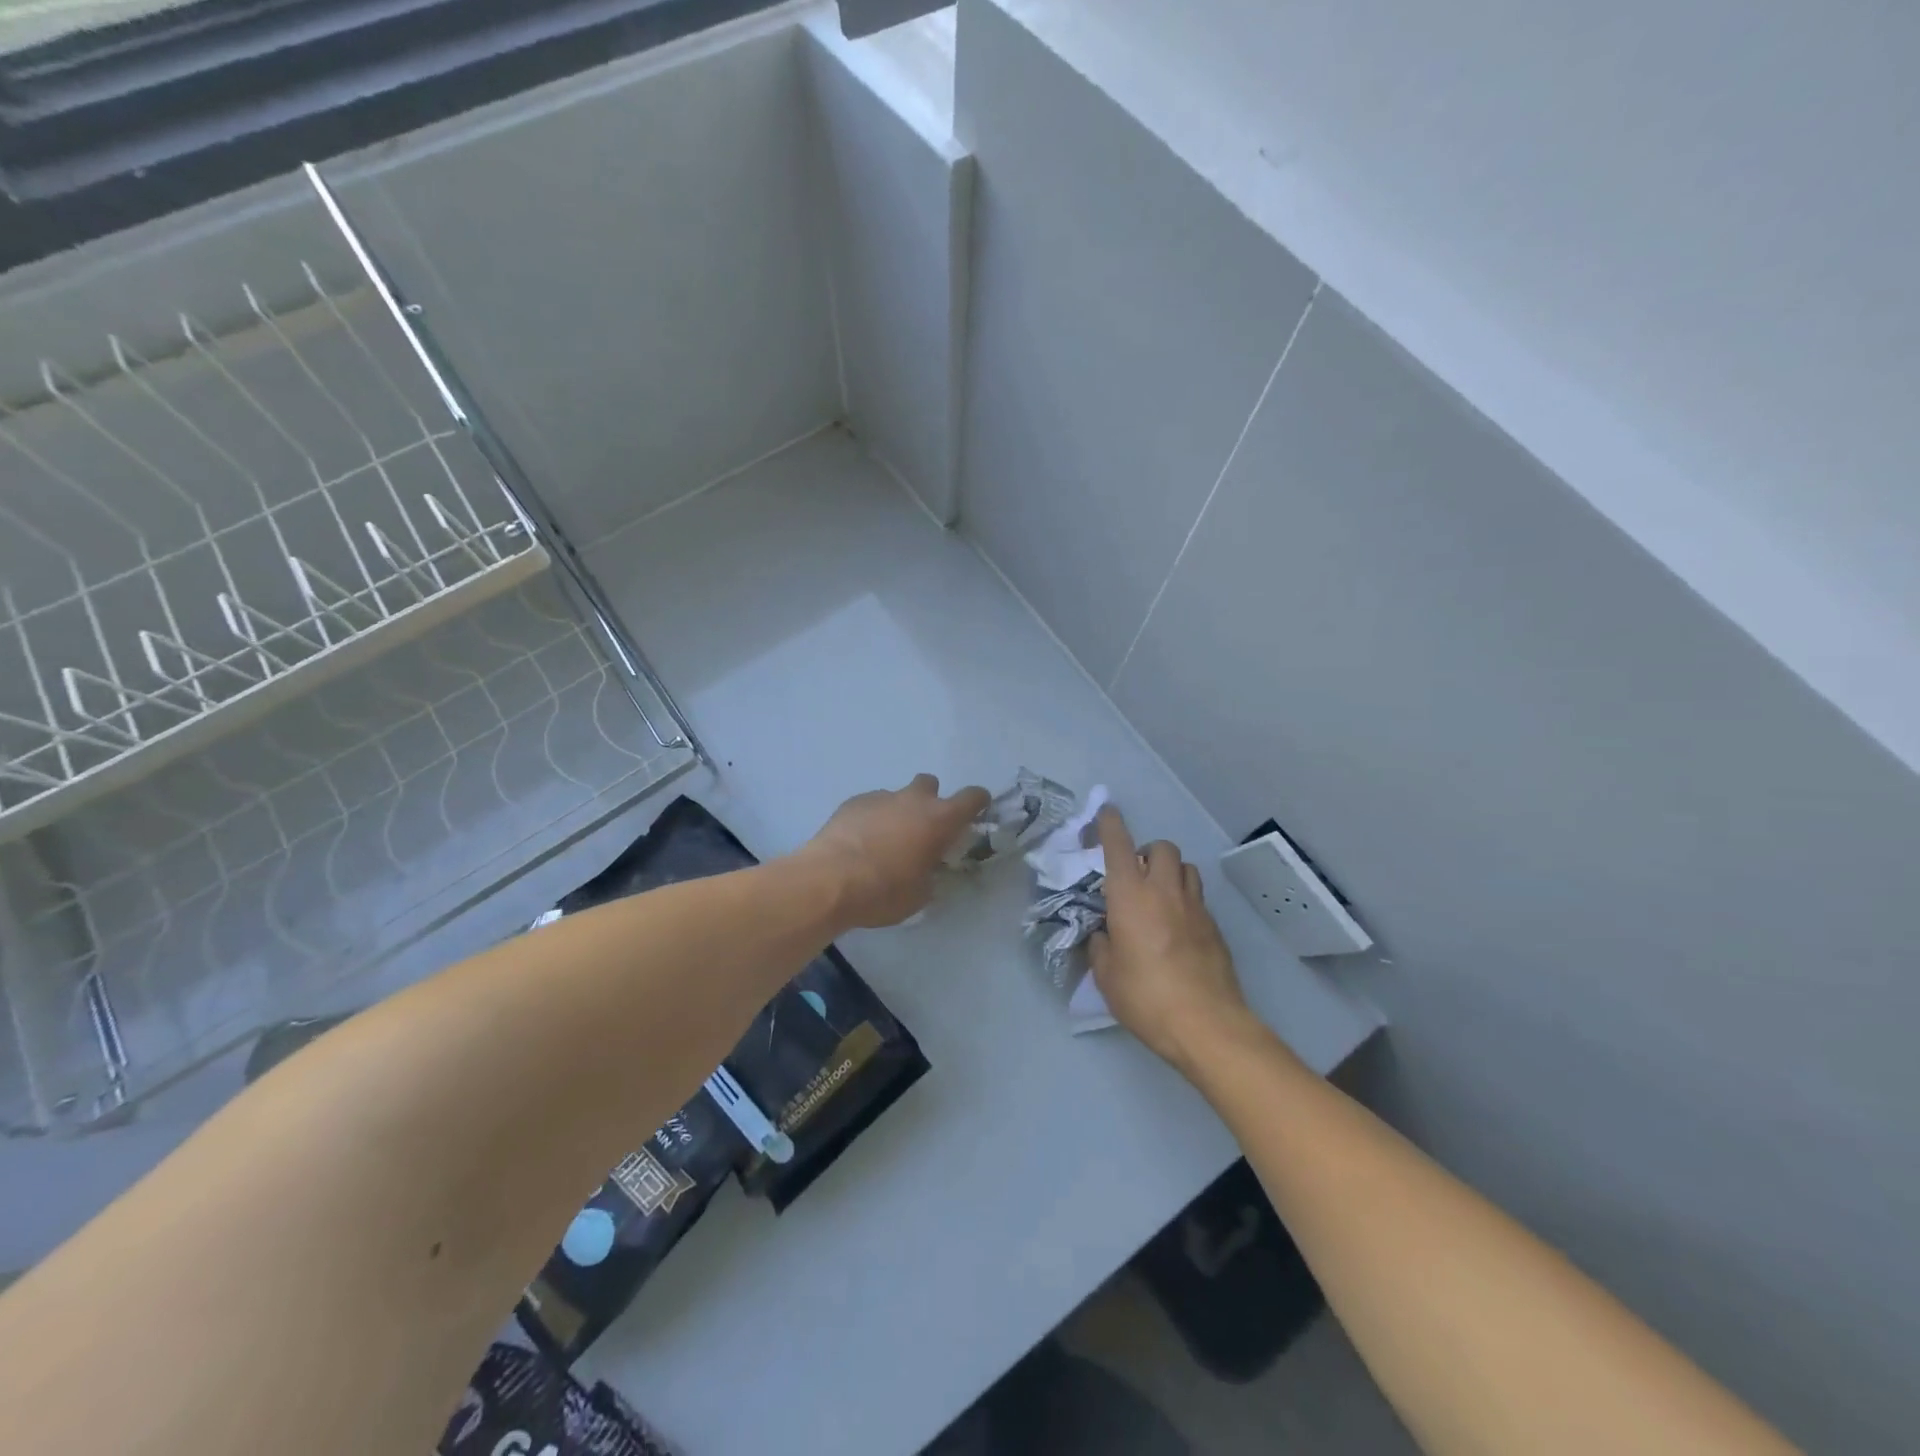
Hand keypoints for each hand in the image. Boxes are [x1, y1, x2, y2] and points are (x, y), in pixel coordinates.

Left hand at [799, 774, 990, 928]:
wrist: (829, 881)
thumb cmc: (884, 891)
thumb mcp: (921, 894)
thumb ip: (931, 873)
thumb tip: (927, 868)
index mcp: (939, 819)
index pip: (972, 797)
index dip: (977, 802)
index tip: (976, 811)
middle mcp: (913, 800)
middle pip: (930, 784)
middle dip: (930, 801)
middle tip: (922, 829)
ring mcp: (880, 797)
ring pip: (897, 795)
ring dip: (897, 812)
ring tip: (884, 841)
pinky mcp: (852, 802)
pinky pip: (871, 805)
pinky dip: (871, 818)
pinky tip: (860, 842)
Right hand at [1090, 806, 1251, 1071]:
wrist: (1206, 1024)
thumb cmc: (1146, 997)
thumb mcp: (1107, 975)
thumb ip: (1102, 946)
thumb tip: (1106, 935)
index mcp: (1130, 896)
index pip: (1119, 845)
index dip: (1110, 824)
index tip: (1106, 812)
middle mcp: (1164, 891)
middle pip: (1162, 848)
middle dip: (1148, 852)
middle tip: (1136, 875)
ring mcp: (1195, 908)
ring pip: (1186, 868)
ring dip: (1170, 872)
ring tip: (1158, 897)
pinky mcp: (1215, 928)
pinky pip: (1198, 899)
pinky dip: (1184, 901)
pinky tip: (1176, 929)